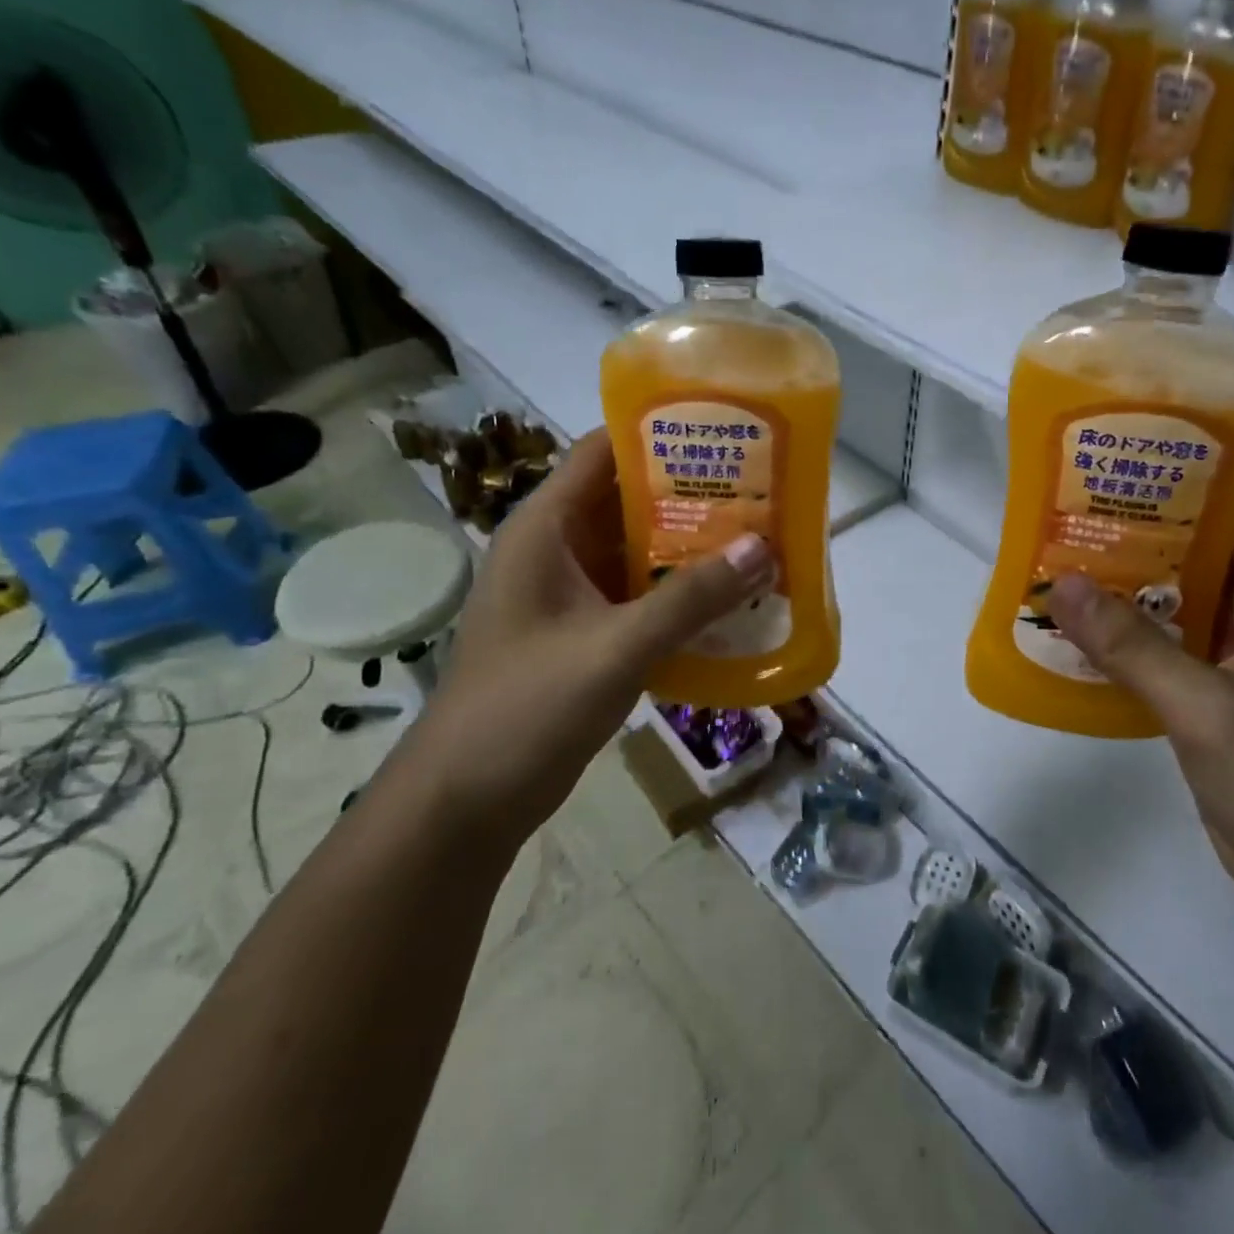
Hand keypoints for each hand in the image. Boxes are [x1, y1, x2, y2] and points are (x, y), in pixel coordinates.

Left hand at [398, 431, 773, 841]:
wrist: (469, 799)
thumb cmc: (528, 707)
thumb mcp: (616, 646)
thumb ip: (691, 598)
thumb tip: (764, 548)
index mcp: (546, 528)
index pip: (605, 451)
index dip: (662, 434)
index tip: (727, 434)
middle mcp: (559, 548)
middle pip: (632, 500)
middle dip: (695, 495)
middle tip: (763, 491)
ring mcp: (572, 592)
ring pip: (641, 551)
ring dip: (694, 548)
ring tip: (760, 540)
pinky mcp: (587, 631)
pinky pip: (642, 595)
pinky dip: (683, 593)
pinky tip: (732, 601)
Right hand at [1048, 500, 1233, 944]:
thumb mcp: (1207, 708)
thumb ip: (1131, 646)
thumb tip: (1059, 584)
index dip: (1182, 484)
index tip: (1116, 470)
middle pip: (1201, 555)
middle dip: (1138, 537)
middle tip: (1066, 517)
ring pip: (1180, 604)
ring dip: (1128, 591)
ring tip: (1059, 566)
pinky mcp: (1224, 698)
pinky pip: (1172, 650)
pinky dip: (1131, 640)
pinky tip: (1077, 634)